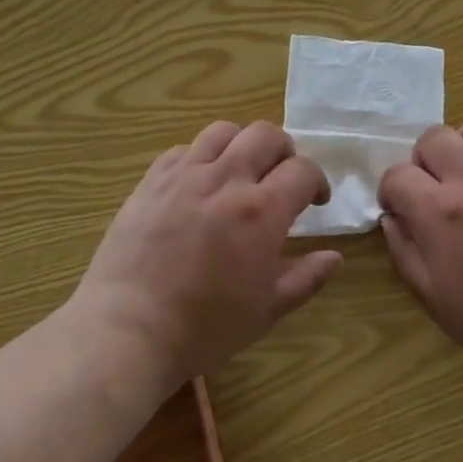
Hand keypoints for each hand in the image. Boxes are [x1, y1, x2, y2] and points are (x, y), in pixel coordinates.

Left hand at [72, 121, 341, 384]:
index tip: (315, 201)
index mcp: (262, 211)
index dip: (317, 181)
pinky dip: (201, 157)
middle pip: (266, 135)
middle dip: (284, 151)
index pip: (303, 170)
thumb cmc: (205, 327)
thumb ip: (306, 278)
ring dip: (242, 145)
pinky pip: (183, 149)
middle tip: (281, 178)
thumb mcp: (267, 310)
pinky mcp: (151, 181)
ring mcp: (184, 176)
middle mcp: (226, 180)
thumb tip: (334, 257)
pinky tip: (199, 183)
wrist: (128, 330)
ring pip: (223, 131)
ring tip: (240, 171)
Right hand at [379, 121, 462, 382]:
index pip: (397, 174)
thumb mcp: (432, 296)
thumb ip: (403, 250)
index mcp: (440, 213)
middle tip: (432, 190)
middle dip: (422, 161)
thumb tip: (392, 217)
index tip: (399, 210)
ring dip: (462, 149)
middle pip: (433, 138)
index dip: (390, 192)